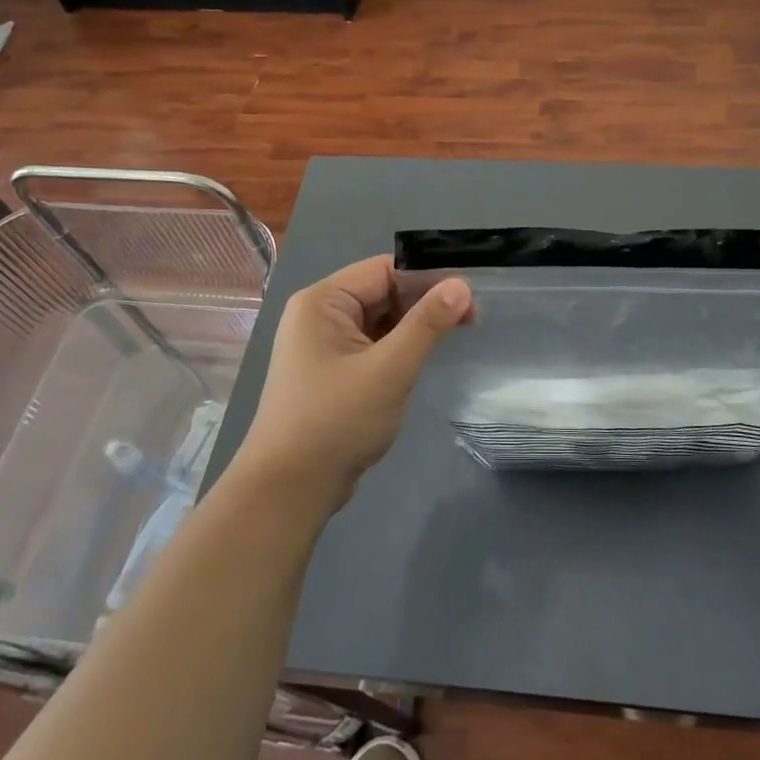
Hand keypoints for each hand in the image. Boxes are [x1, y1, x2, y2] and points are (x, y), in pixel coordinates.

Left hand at [232, 255, 472, 509]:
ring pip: (379, 319)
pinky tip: (422, 358)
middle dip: (423, 302)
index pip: (384, 269)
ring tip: (454, 336)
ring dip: (412, 326)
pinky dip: (396, 347)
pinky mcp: (329, 371)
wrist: (288, 490)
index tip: (469, 296)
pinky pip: (371, 344)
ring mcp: (322, 344)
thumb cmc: (337, 421)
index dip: (428, 277)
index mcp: (323, 301)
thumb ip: (427, 323)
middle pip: (382, 291)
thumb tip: (462, 285)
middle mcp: (318, 314)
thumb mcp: (390, 369)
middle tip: (471, 318)